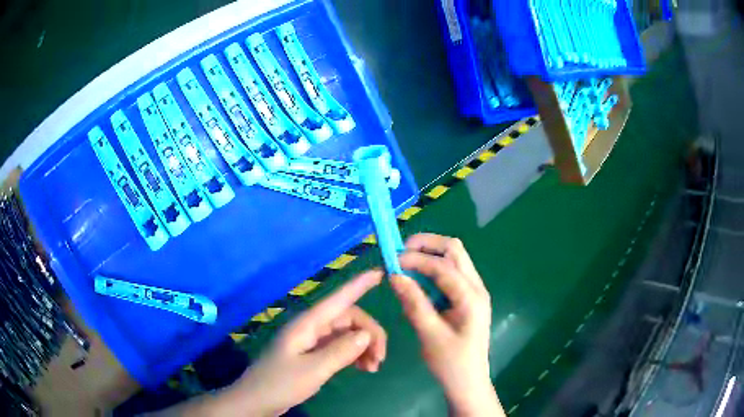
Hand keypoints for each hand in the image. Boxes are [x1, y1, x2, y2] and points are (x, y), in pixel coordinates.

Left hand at [224, 270, 386, 415]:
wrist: (257, 400)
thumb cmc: (280, 383)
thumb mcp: (313, 370)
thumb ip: (341, 351)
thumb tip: (366, 334)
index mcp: (308, 324)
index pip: (339, 299)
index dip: (360, 284)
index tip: (381, 273)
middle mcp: (312, 327)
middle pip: (349, 319)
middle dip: (369, 334)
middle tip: (380, 358)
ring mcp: (312, 341)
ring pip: (347, 334)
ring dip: (364, 346)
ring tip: (373, 367)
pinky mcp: (313, 354)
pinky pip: (341, 347)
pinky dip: (355, 355)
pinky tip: (363, 368)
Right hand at [391, 234, 502, 415]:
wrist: (468, 382)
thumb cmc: (451, 363)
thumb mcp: (429, 334)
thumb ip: (413, 302)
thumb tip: (394, 275)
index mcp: (471, 297)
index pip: (443, 266)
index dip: (416, 259)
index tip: (390, 261)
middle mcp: (476, 287)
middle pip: (454, 250)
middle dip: (426, 245)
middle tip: (399, 253)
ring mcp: (474, 291)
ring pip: (454, 258)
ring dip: (429, 255)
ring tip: (405, 264)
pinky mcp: (467, 298)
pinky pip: (451, 273)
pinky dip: (432, 269)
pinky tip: (417, 281)